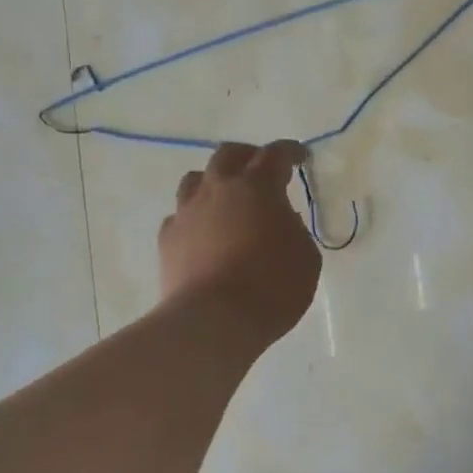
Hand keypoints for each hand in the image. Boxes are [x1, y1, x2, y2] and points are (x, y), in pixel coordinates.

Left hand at [160, 141, 321, 347]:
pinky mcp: (167, 239)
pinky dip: (194, 217)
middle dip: (248, 156)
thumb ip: (294, 229)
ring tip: (226, 197)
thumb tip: (279, 219)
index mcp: (258, 187)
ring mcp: (187, 212)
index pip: (275, 155)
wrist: (214, 320)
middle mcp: (218, 189)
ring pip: (196, 179)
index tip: (299, 157)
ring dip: (214, 182)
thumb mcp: (305, 257)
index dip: (289, 152)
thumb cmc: (272, 287)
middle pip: (228, 155)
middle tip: (260, 168)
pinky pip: (179, 216)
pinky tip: (203, 233)